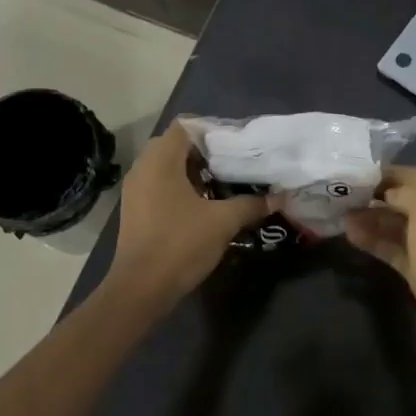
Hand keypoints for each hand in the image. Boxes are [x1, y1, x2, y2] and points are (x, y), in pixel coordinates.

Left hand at [107, 124, 269, 304]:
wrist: (141, 288)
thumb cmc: (180, 244)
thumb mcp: (223, 222)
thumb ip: (251, 204)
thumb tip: (280, 197)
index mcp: (160, 161)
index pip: (185, 126)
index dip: (212, 130)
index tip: (237, 144)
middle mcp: (143, 168)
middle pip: (176, 145)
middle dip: (205, 152)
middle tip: (233, 163)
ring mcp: (136, 190)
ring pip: (167, 166)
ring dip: (193, 171)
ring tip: (224, 183)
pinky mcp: (135, 209)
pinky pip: (160, 185)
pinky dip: (181, 187)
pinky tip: (204, 205)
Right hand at [346, 166, 415, 362]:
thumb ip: (405, 192)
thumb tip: (386, 194)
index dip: (390, 173)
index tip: (359, 174)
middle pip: (406, 199)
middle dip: (377, 195)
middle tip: (346, 195)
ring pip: (397, 224)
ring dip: (371, 218)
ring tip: (342, 215)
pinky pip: (393, 247)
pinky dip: (374, 240)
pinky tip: (350, 236)